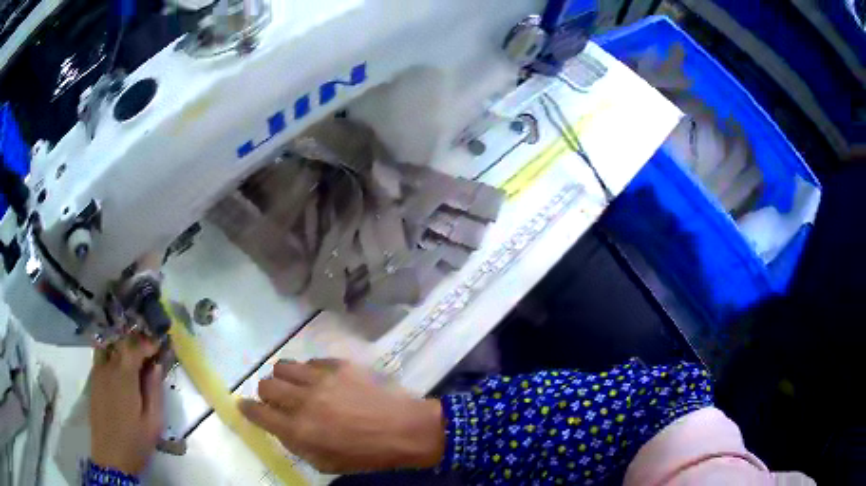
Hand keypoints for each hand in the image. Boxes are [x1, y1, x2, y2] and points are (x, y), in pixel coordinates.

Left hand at [90, 334, 163, 474]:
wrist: (111, 457)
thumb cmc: (135, 441)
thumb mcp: (153, 421)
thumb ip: (155, 391)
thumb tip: (156, 366)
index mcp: (124, 377)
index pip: (135, 347)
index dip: (148, 343)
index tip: (159, 346)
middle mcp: (108, 368)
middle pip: (120, 343)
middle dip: (135, 343)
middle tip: (149, 352)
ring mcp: (97, 373)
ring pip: (108, 347)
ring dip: (121, 347)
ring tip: (134, 357)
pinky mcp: (93, 382)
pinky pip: (101, 358)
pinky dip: (112, 355)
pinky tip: (120, 368)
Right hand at [240, 359, 444, 473]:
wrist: (407, 429)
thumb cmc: (368, 455)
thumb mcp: (326, 463)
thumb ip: (296, 444)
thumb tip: (280, 426)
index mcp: (299, 429)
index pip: (258, 412)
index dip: (247, 409)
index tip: (246, 407)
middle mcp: (303, 400)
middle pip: (266, 384)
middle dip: (268, 394)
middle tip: (280, 401)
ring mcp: (321, 378)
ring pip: (283, 366)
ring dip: (285, 378)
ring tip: (298, 386)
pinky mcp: (339, 364)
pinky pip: (311, 361)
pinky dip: (311, 372)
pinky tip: (325, 382)